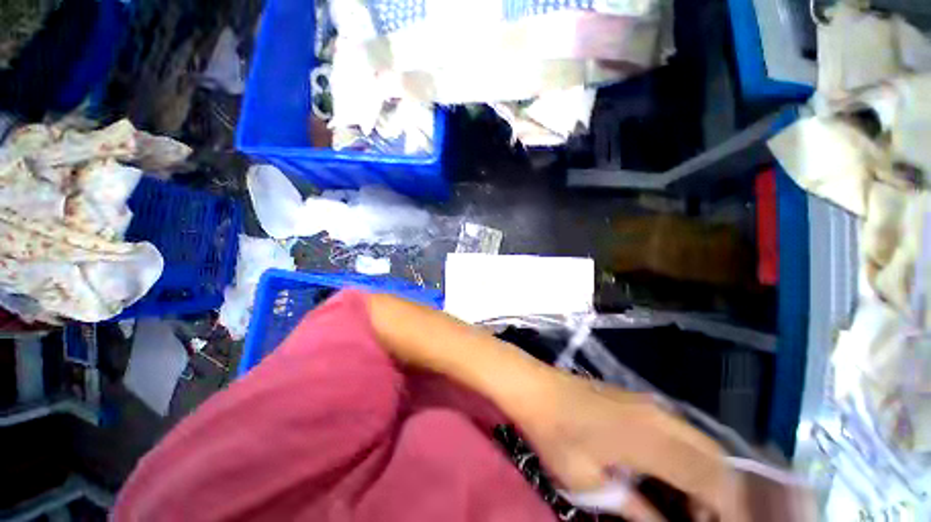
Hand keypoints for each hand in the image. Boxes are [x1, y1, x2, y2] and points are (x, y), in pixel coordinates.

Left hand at [516, 371, 746, 521]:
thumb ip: (636, 510)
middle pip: (717, 459)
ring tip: (691, 507)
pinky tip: (675, 475)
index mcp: (652, 439)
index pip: (714, 480)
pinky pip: (682, 431)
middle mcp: (661, 417)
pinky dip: (692, 458)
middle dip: (721, 496)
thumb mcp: (590, 483)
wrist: (535, 387)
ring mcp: (650, 404)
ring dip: (708, 476)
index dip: (727, 512)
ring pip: (703, 443)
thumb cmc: (556, 434)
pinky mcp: (639, 399)